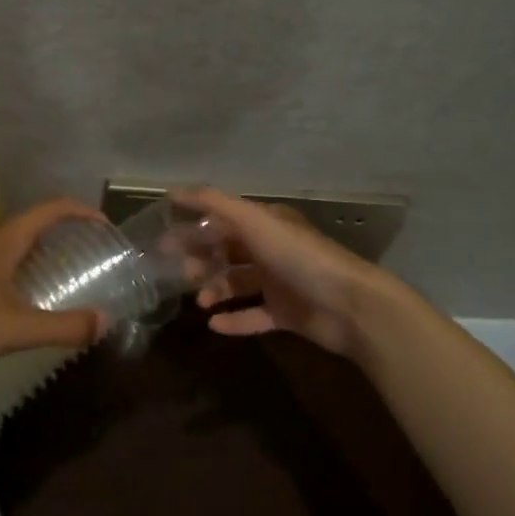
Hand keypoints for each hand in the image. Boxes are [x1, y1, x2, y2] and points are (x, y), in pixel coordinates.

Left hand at [0, 199, 107, 368]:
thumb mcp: (13, 329)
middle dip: (46, 241)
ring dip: (14, 255)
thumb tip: (104, 321)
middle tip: (62, 266)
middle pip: (22, 226)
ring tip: (24, 285)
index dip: (80, 211)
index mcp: (2, 237)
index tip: (101, 223)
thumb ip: (61, 327)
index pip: (51, 209)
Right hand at [176, 186, 400, 359]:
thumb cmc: (300, 257)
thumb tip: (174, 191)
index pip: (222, 221)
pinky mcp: (287, 314)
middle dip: (202, 260)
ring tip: (200, 302)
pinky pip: (253, 316)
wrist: (350, 305)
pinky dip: (234, 319)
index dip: (194, 229)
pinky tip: (214, 325)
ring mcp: (280, 282)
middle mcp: (272, 249)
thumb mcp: (255, 221)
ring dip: (216, 289)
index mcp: (266, 223)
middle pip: (228, 251)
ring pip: (238, 283)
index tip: (164, 242)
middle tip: (179, 274)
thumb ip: (215, 203)